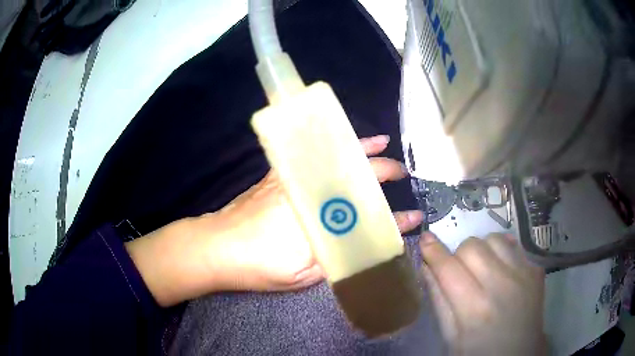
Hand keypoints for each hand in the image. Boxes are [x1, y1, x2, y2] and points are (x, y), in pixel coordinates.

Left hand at [126, 135, 422, 305]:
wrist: (217, 246)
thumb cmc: (260, 266)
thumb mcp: (305, 275)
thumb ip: (339, 258)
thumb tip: (368, 246)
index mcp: (323, 221)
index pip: (372, 218)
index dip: (396, 222)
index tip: (414, 219)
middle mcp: (313, 193)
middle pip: (357, 177)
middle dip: (385, 173)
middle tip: (403, 176)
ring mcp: (295, 178)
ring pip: (336, 157)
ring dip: (364, 149)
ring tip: (384, 145)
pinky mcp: (281, 172)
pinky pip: (313, 152)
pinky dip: (333, 145)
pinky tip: (342, 142)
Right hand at [419, 232, 546, 355]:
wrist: (520, 353)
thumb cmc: (480, 351)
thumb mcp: (451, 337)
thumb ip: (439, 301)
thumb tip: (425, 267)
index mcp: (475, 309)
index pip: (448, 268)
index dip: (433, 251)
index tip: (424, 239)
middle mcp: (501, 285)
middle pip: (471, 246)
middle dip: (459, 256)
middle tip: (460, 273)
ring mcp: (523, 274)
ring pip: (494, 239)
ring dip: (482, 250)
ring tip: (483, 269)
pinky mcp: (536, 269)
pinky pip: (514, 245)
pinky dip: (502, 252)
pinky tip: (502, 270)